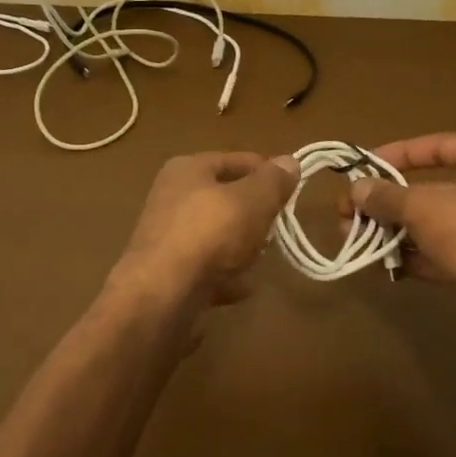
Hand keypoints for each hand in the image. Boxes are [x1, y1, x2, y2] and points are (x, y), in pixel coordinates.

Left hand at [114, 151, 299, 311]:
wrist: (162, 296)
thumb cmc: (210, 233)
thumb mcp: (252, 200)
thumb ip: (273, 181)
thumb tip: (289, 161)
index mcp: (187, 169)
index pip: (236, 161)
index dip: (267, 172)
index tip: (293, 190)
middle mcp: (172, 197)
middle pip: (225, 199)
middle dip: (254, 213)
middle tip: (276, 227)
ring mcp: (167, 237)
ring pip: (216, 235)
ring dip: (240, 247)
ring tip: (260, 258)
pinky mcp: (168, 274)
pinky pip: (207, 269)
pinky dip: (225, 277)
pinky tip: (243, 287)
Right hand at [346, 134, 455, 356]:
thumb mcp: (424, 207)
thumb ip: (387, 196)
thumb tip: (355, 189)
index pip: (438, 145)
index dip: (397, 153)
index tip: (364, 167)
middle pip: (432, 187)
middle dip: (388, 200)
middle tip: (349, 210)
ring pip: (434, 224)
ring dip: (395, 230)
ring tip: (354, 236)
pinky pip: (444, 253)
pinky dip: (415, 256)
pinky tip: (384, 263)